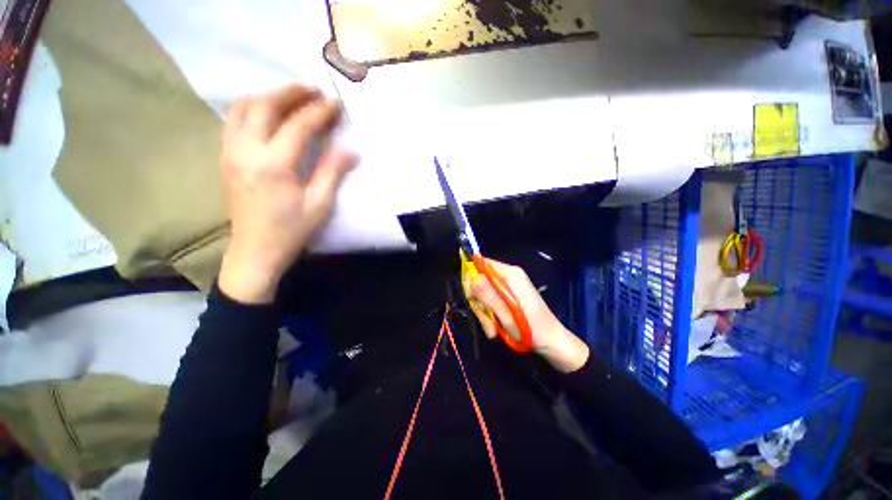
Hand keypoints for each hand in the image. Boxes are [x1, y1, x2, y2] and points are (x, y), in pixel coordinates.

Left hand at [218, 85, 355, 303]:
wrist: (255, 249)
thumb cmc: (291, 229)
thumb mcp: (319, 204)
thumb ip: (332, 172)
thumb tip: (350, 150)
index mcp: (274, 166)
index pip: (298, 126)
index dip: (319, 112)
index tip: (335, 104)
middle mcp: (246, 151)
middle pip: (264, 105)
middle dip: (290, 92)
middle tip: (312, 90)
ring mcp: (230, 151)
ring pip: (242, 107)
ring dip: (268, 95)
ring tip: (291, 96)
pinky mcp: (225, 156)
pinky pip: (234, 120)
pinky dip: (252, 107)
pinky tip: (268, 112)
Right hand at [468, 259, 588, 372]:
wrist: (551, 343)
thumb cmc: (531, 329)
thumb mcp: (507, 315)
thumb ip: (489, 296)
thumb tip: (472, 278)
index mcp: (511, 274)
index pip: (481, 263)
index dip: (471, 278)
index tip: (472, 299)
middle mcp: (508, 276)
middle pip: (480, 281)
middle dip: (479, 302)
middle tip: (487, 319)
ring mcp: (508, 287)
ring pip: (482, 295)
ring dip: (484, 313)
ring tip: (493, 330)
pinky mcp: (507, 297)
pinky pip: (489, 302)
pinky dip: (489, 315)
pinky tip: (495, 329)